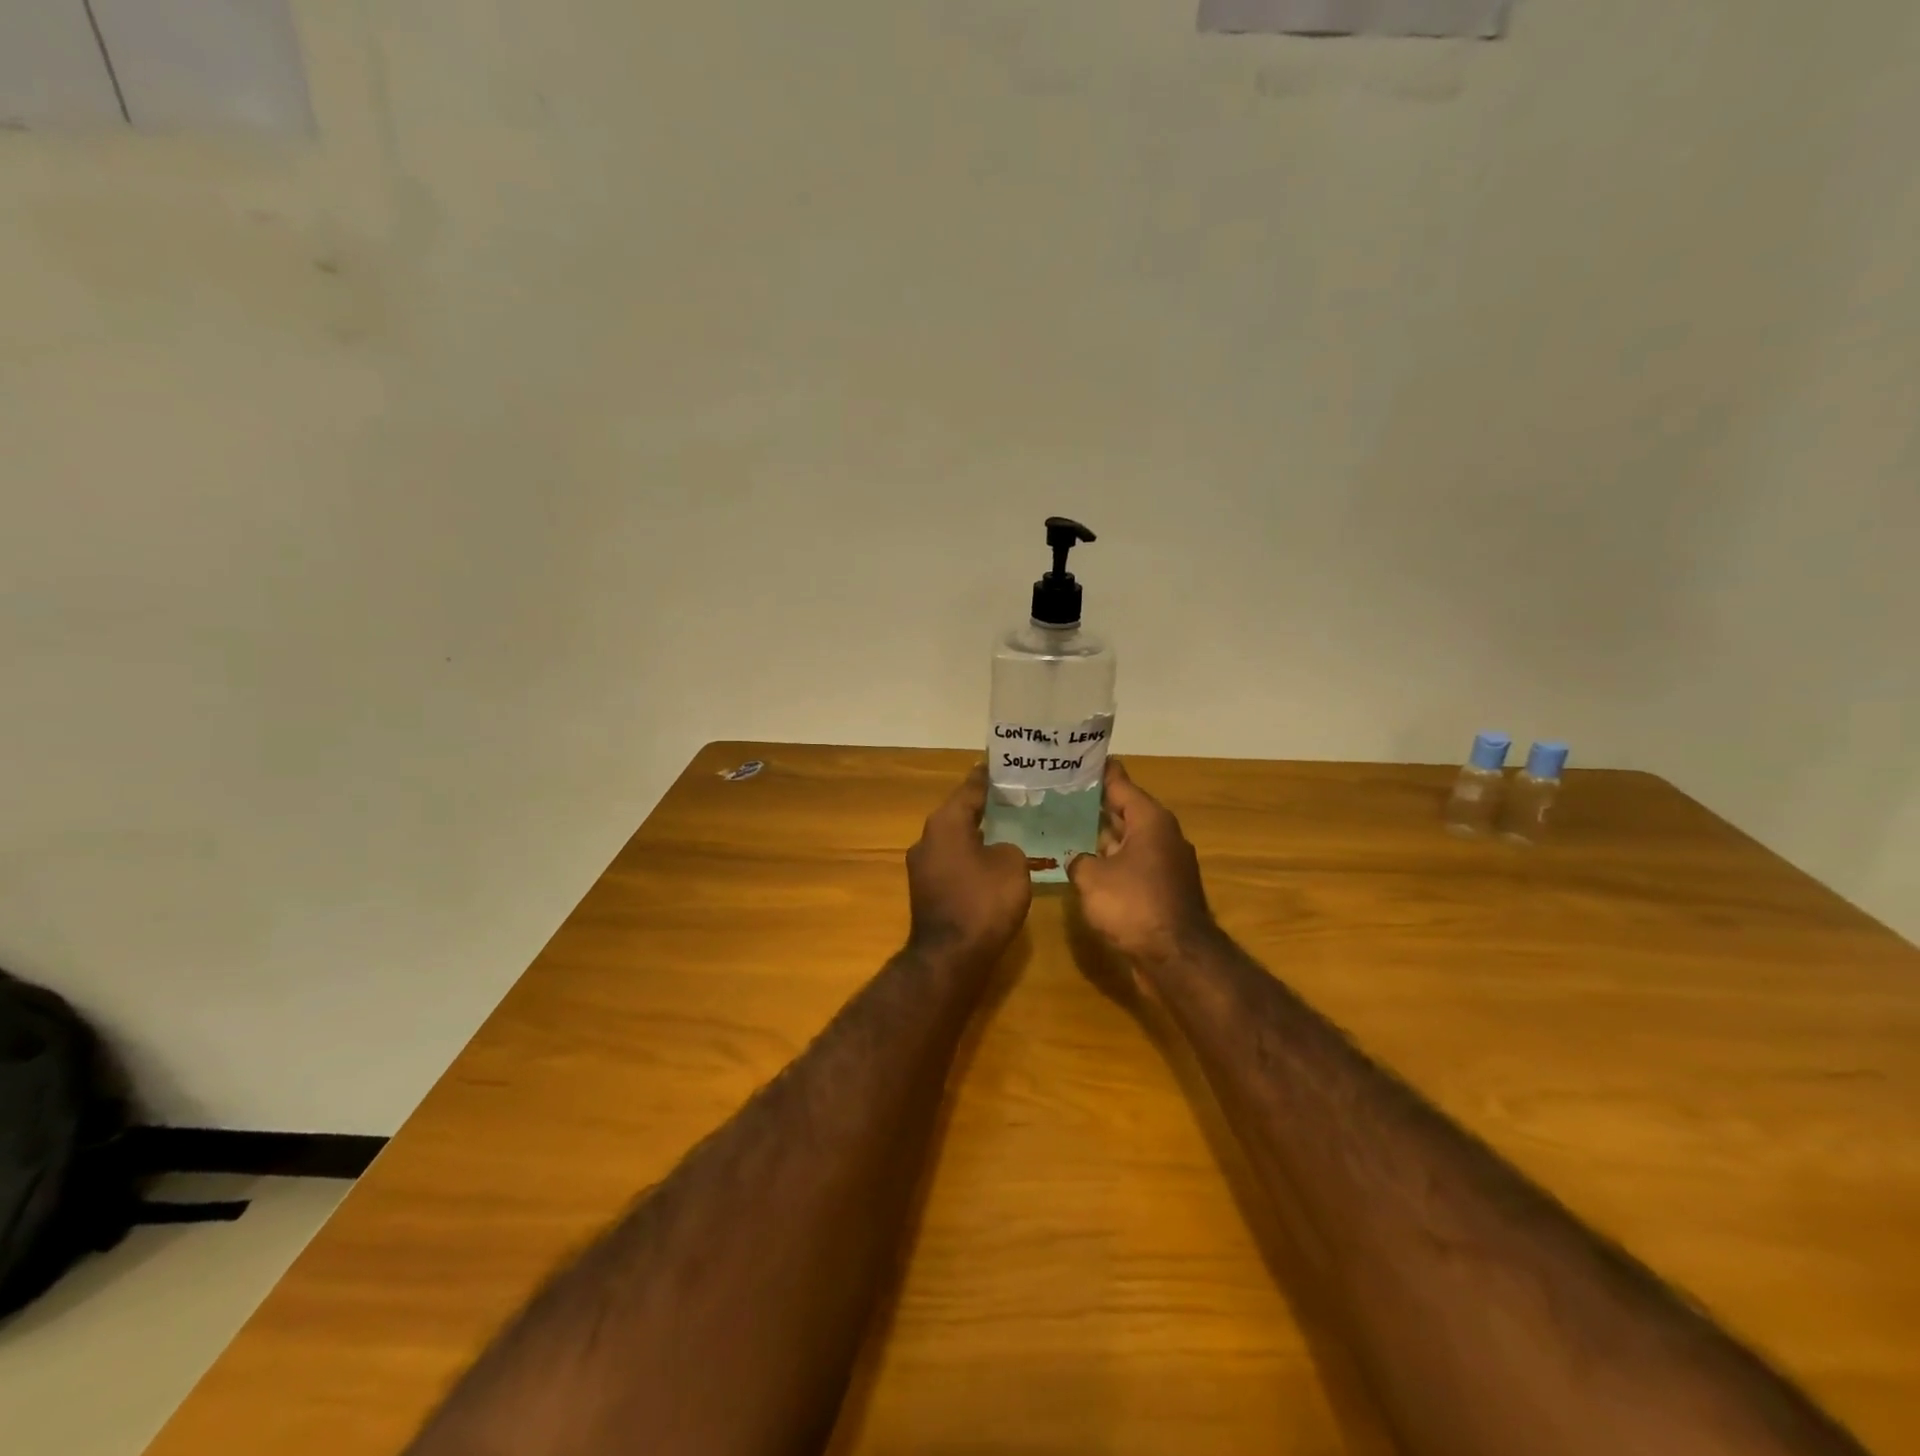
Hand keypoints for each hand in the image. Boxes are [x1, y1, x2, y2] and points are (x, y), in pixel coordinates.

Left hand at [906, 766, 1032, 967]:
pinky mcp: (927, 890)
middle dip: (985, 806)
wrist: (950, 957)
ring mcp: (923, 866)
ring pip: (955, 839)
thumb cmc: (983, 902)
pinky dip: (972, 858)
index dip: (987, 777)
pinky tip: (993, 862)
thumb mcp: (1011, 865)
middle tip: (1014, 798)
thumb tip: (998, 850)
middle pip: (960, 813)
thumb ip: (1009, 846)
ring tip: (1008, 828)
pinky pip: (953, 862)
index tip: (1000, 764)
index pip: (969, 789)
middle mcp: (927, 838)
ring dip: (978, 835)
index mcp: (945, 823)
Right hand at [1067, 759, 1217, 968]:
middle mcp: (1162, 835)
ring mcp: (1165, 864)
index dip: (1099, 772)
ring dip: (1100, 837)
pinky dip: (1110, 862)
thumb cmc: (1134, 905)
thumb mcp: (1092, 878)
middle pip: (1124, 811)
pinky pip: (1131, 865)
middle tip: (1060, 794)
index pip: (1120, 784)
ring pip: (1127, 840)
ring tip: (1065, 827)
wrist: (1176, 958)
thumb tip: (1077, 859)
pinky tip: (1084, 866)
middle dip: (1095, 805)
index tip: (1078, 759)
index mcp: (1150, 820)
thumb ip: (1078, 860)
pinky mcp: (1163, 890)